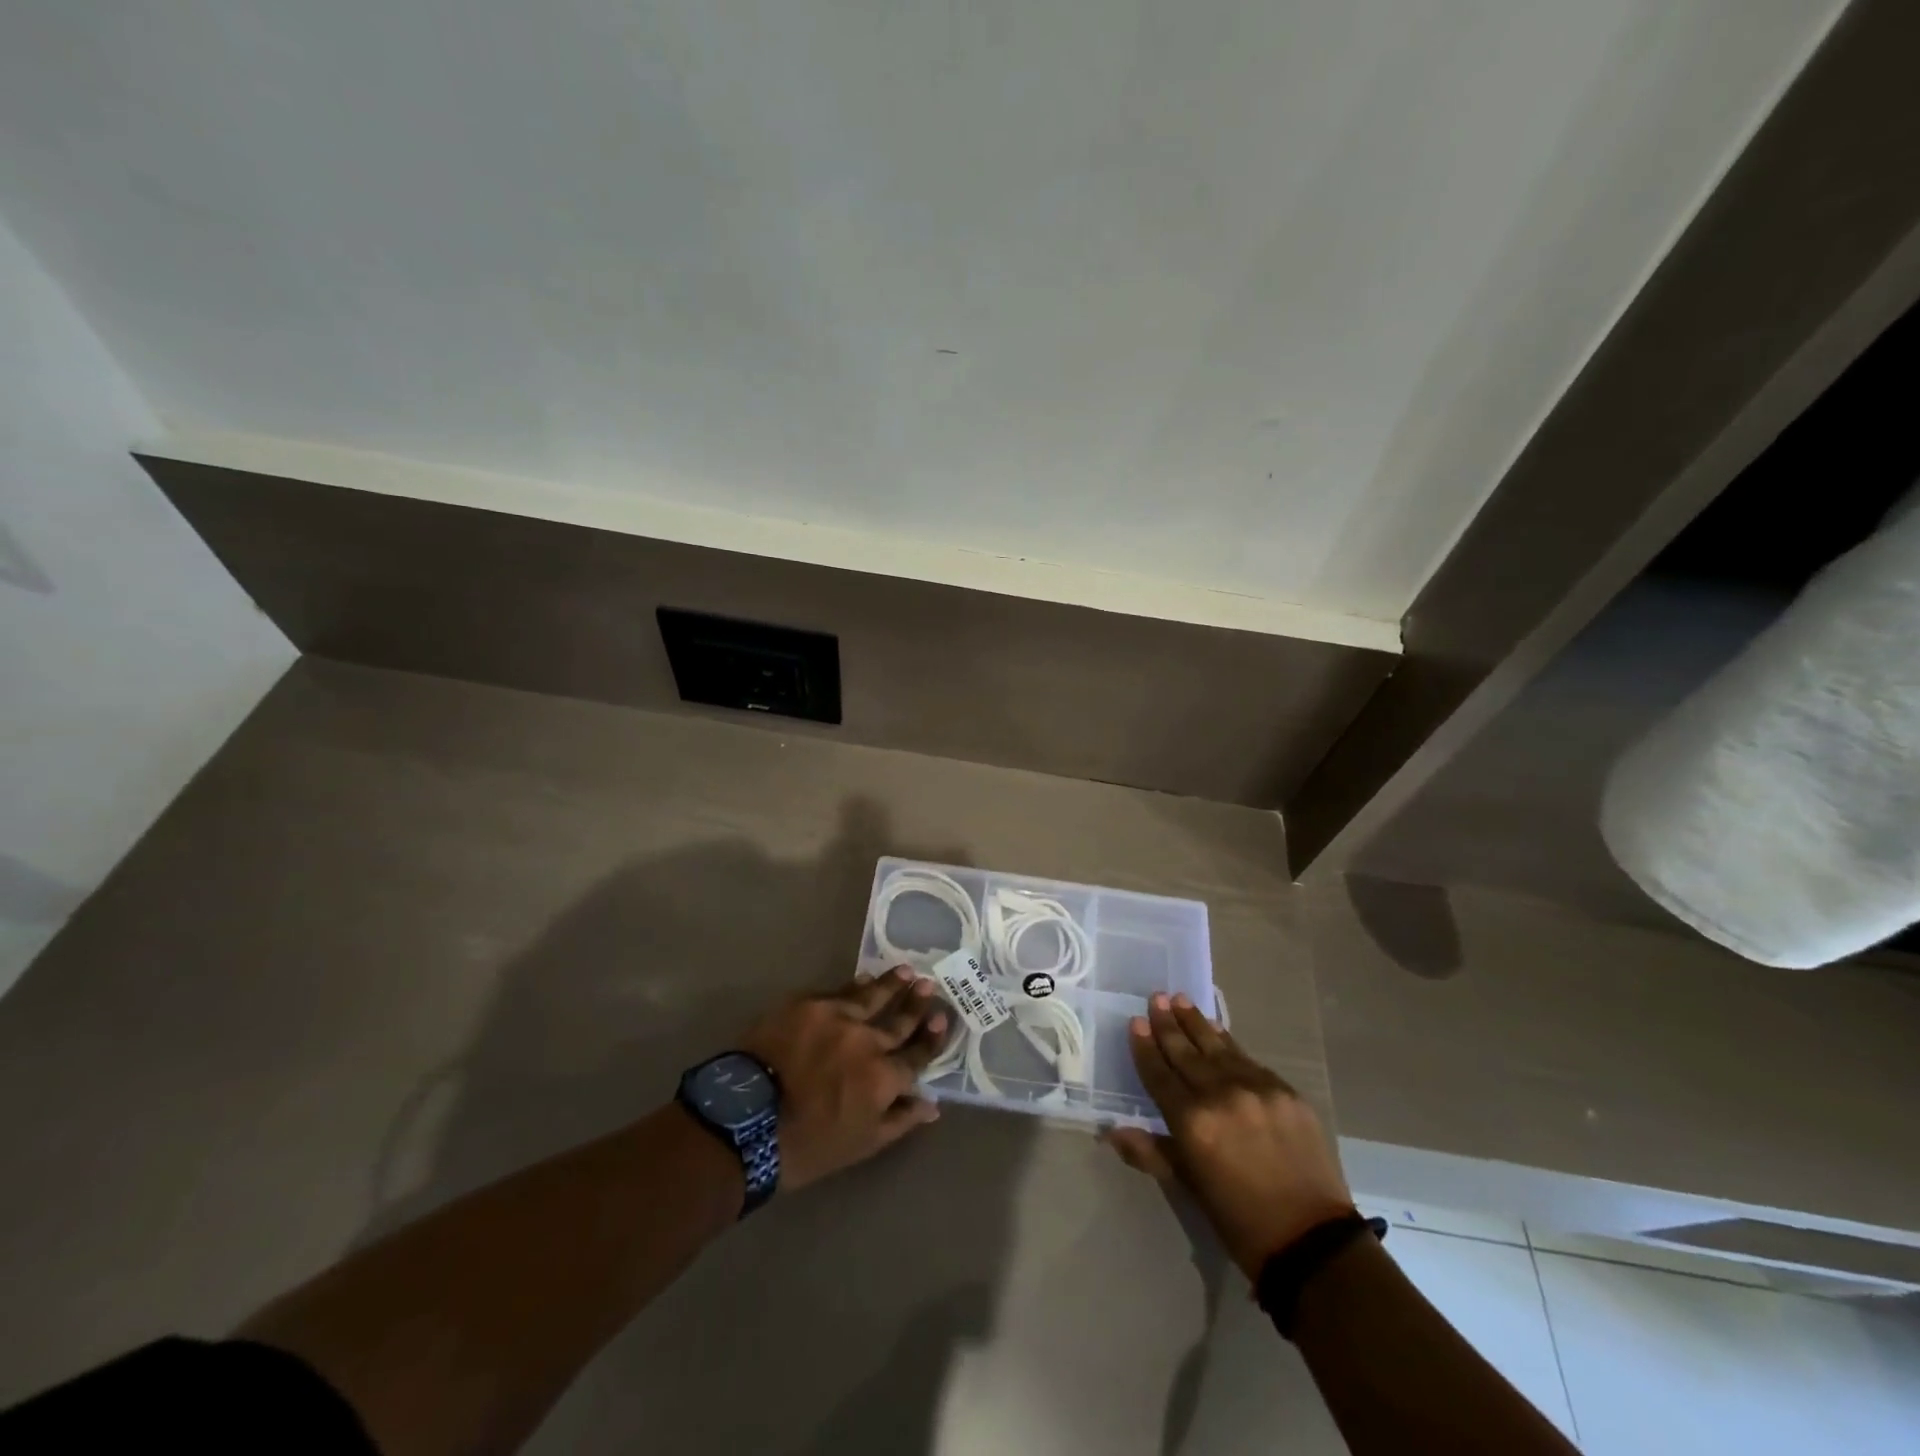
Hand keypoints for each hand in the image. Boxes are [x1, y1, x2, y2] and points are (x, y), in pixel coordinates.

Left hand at [740, 966, 948, 1190]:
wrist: (745, 1120)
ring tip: (906, 971)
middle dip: (917, 1003)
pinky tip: (862, 978)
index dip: (932, 1037)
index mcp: (883, 1077)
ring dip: (891, 984)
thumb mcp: (861, 1144)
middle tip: (929, 984)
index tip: (943, 1018)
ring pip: (872, 995)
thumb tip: (933, 1105)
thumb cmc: (806, 1145)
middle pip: (899, 1019)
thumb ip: (900, 1120)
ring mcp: (837, 1017)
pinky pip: (838, 991)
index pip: (917, 1054)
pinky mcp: (807, 1004)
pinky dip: (854, 986)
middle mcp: (867, 1041)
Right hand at [1107, 993, 1353, 1280]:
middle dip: (1169, 1024)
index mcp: (1192, 1122)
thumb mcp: (1188, 1186)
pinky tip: (1219, 1031)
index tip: (1136, 1022)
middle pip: (1186, 1052)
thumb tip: (1112, 1132)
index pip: (1160, 1074)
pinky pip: (1248, 1059)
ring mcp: (1257, 1089)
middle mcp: (1221, 1095)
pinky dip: (1229, 1043)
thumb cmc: (1239, 1219)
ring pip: (1218, 1047)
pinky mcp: (1285, 1091)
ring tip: (1181, 1000)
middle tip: (1157, 998)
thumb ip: (1151, 1152)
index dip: (1145, 1047)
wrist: (1311, 1239)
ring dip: (1197, 1022)